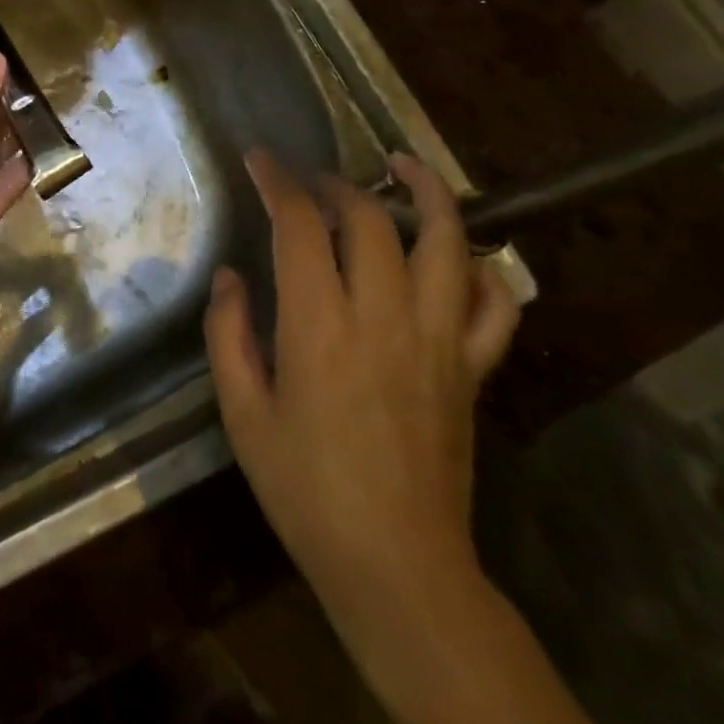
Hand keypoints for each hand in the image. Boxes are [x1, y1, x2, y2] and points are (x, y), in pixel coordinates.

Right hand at [204, 150, 520, 637]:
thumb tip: (231, 276)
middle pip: (370, 219)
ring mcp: (438, 339)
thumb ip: (228, 334)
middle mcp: (384, 316)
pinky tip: (461, 252)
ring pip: (447, 243)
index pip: (300, 224)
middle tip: (311, 180)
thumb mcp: (242, 413)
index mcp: (320, 325)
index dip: (278, 181)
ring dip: (428, 193)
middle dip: (336, 184)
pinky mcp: (472, 368)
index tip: (260, 158)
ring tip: (404, 166)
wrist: (396, 565)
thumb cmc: (305, 488)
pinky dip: (484, 268)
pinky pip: (496, 305)